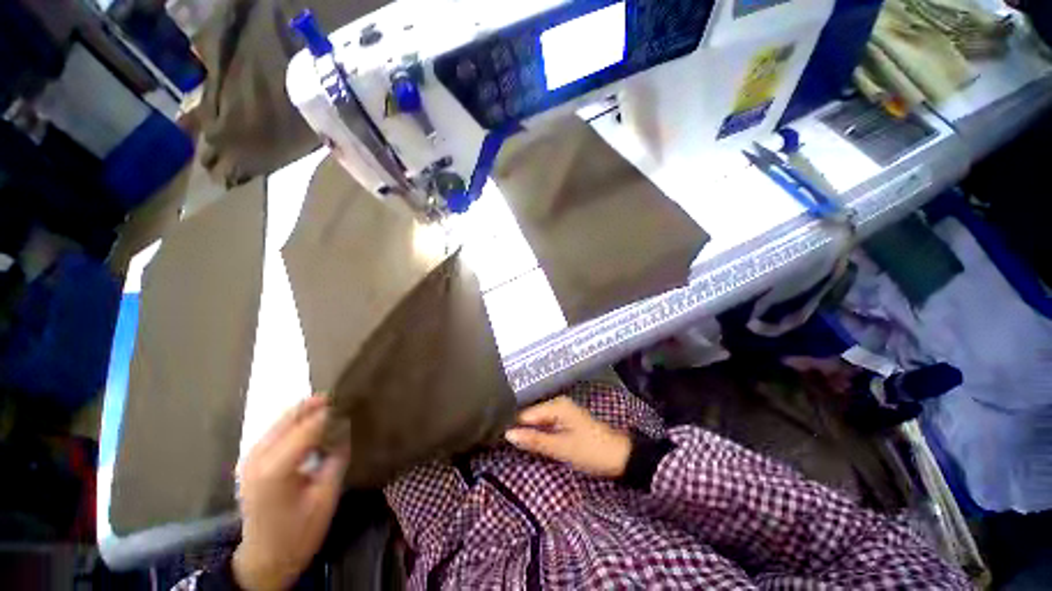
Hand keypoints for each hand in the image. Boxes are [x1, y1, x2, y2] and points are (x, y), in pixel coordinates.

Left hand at [232, 396, 349, 590]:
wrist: (264, 558)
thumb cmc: (299, 532)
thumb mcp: (325, 497)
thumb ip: (335, 458)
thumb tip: (345, 428)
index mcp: (275, 469)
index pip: (308, 427)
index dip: (331, 412)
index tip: (352, 401)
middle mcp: (257, 458)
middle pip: (289, 418)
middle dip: (315, 405)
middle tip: (342, 396)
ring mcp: (250, 459)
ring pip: (279, 421)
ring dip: (304, 412)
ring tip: (331, 406)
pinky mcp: (250, 462)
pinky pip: (274, 431)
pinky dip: (293, 422)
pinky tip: (310, 424)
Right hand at [505, 396, 630, 477]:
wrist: (620, 457)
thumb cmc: (591, 451)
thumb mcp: (561, 448)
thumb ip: (535, 440)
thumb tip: (508, 434)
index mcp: (556, 406)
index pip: (525, 413)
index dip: (511, 424)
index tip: (493, 435)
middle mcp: (557, 404)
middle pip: (530, 415)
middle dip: (518, 427)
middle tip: (496, 441)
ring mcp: (562, 413)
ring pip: (537, 421)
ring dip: (527, 431)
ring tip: (506, 442)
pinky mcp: (565, 422)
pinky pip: (545, 425)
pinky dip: (537, 433)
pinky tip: (527, 441)